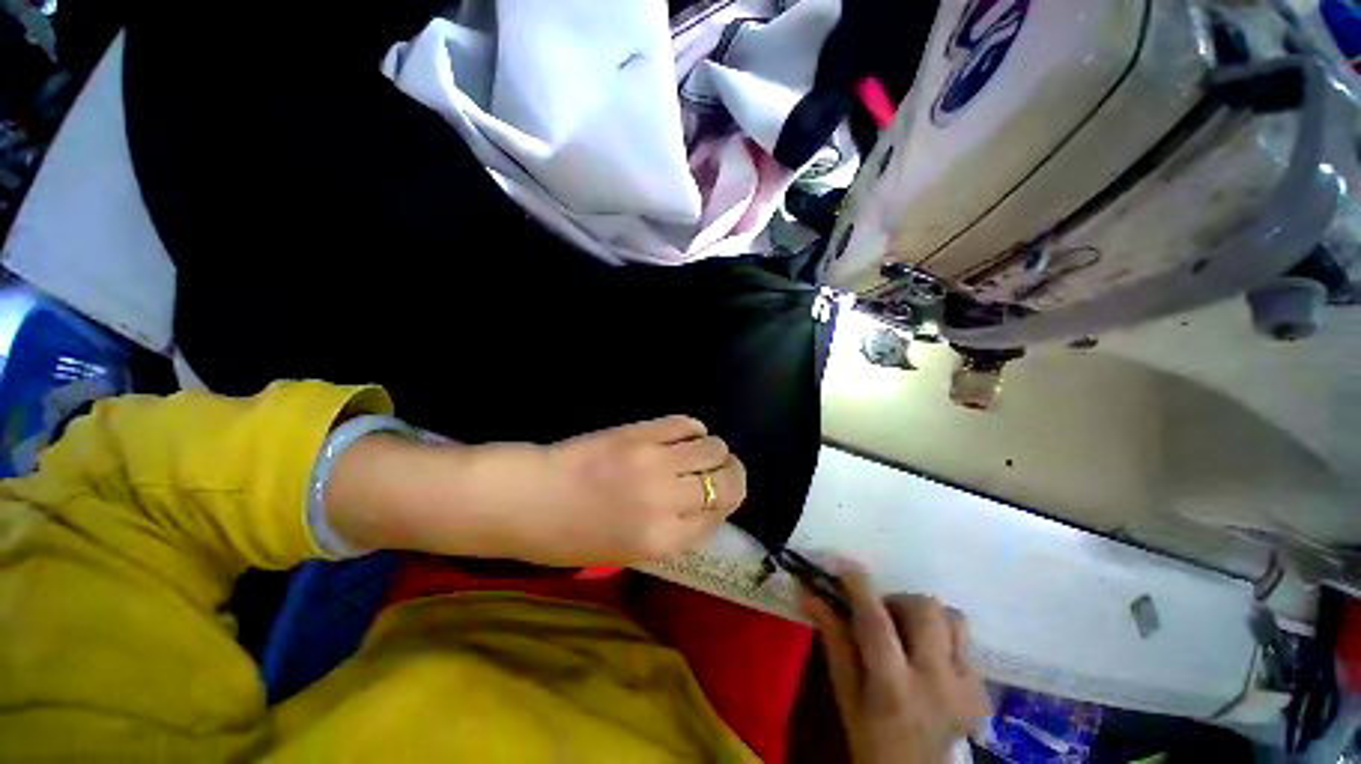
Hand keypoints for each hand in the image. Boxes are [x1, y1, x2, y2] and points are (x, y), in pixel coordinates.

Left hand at [478, 415, 747, 564]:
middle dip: (729, 475)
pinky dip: (692, 428)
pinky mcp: (639, 432)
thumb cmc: (569, 536)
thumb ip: (673, 532)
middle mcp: (666, 501)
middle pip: (727, 481)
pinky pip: (685, 424)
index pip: (719, 516)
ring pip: (713, 448)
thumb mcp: (627, 552)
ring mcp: (653, 462)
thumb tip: (706, 506)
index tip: (719, 496)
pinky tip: (683, 435)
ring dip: (713, 450)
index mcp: (661, 541)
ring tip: (698, 451)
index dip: (725, 504)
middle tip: (718, 471)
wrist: (526, 498)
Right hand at [800, 563, 990, 763]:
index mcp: (894, 689)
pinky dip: (942, 640)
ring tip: (909, 637)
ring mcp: (968, 689)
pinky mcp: (984, 693)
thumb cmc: (869, 738)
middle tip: (882, 617)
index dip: (860, 587)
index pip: (876, 623)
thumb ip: (833, 639)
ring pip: (953, 619)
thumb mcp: (844, 692)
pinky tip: (928, 662)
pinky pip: (965, 643)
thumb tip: (809, 594)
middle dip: (898, 601)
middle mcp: (938, 684)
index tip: (844, 566)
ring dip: (925, 617)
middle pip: (926, 610)